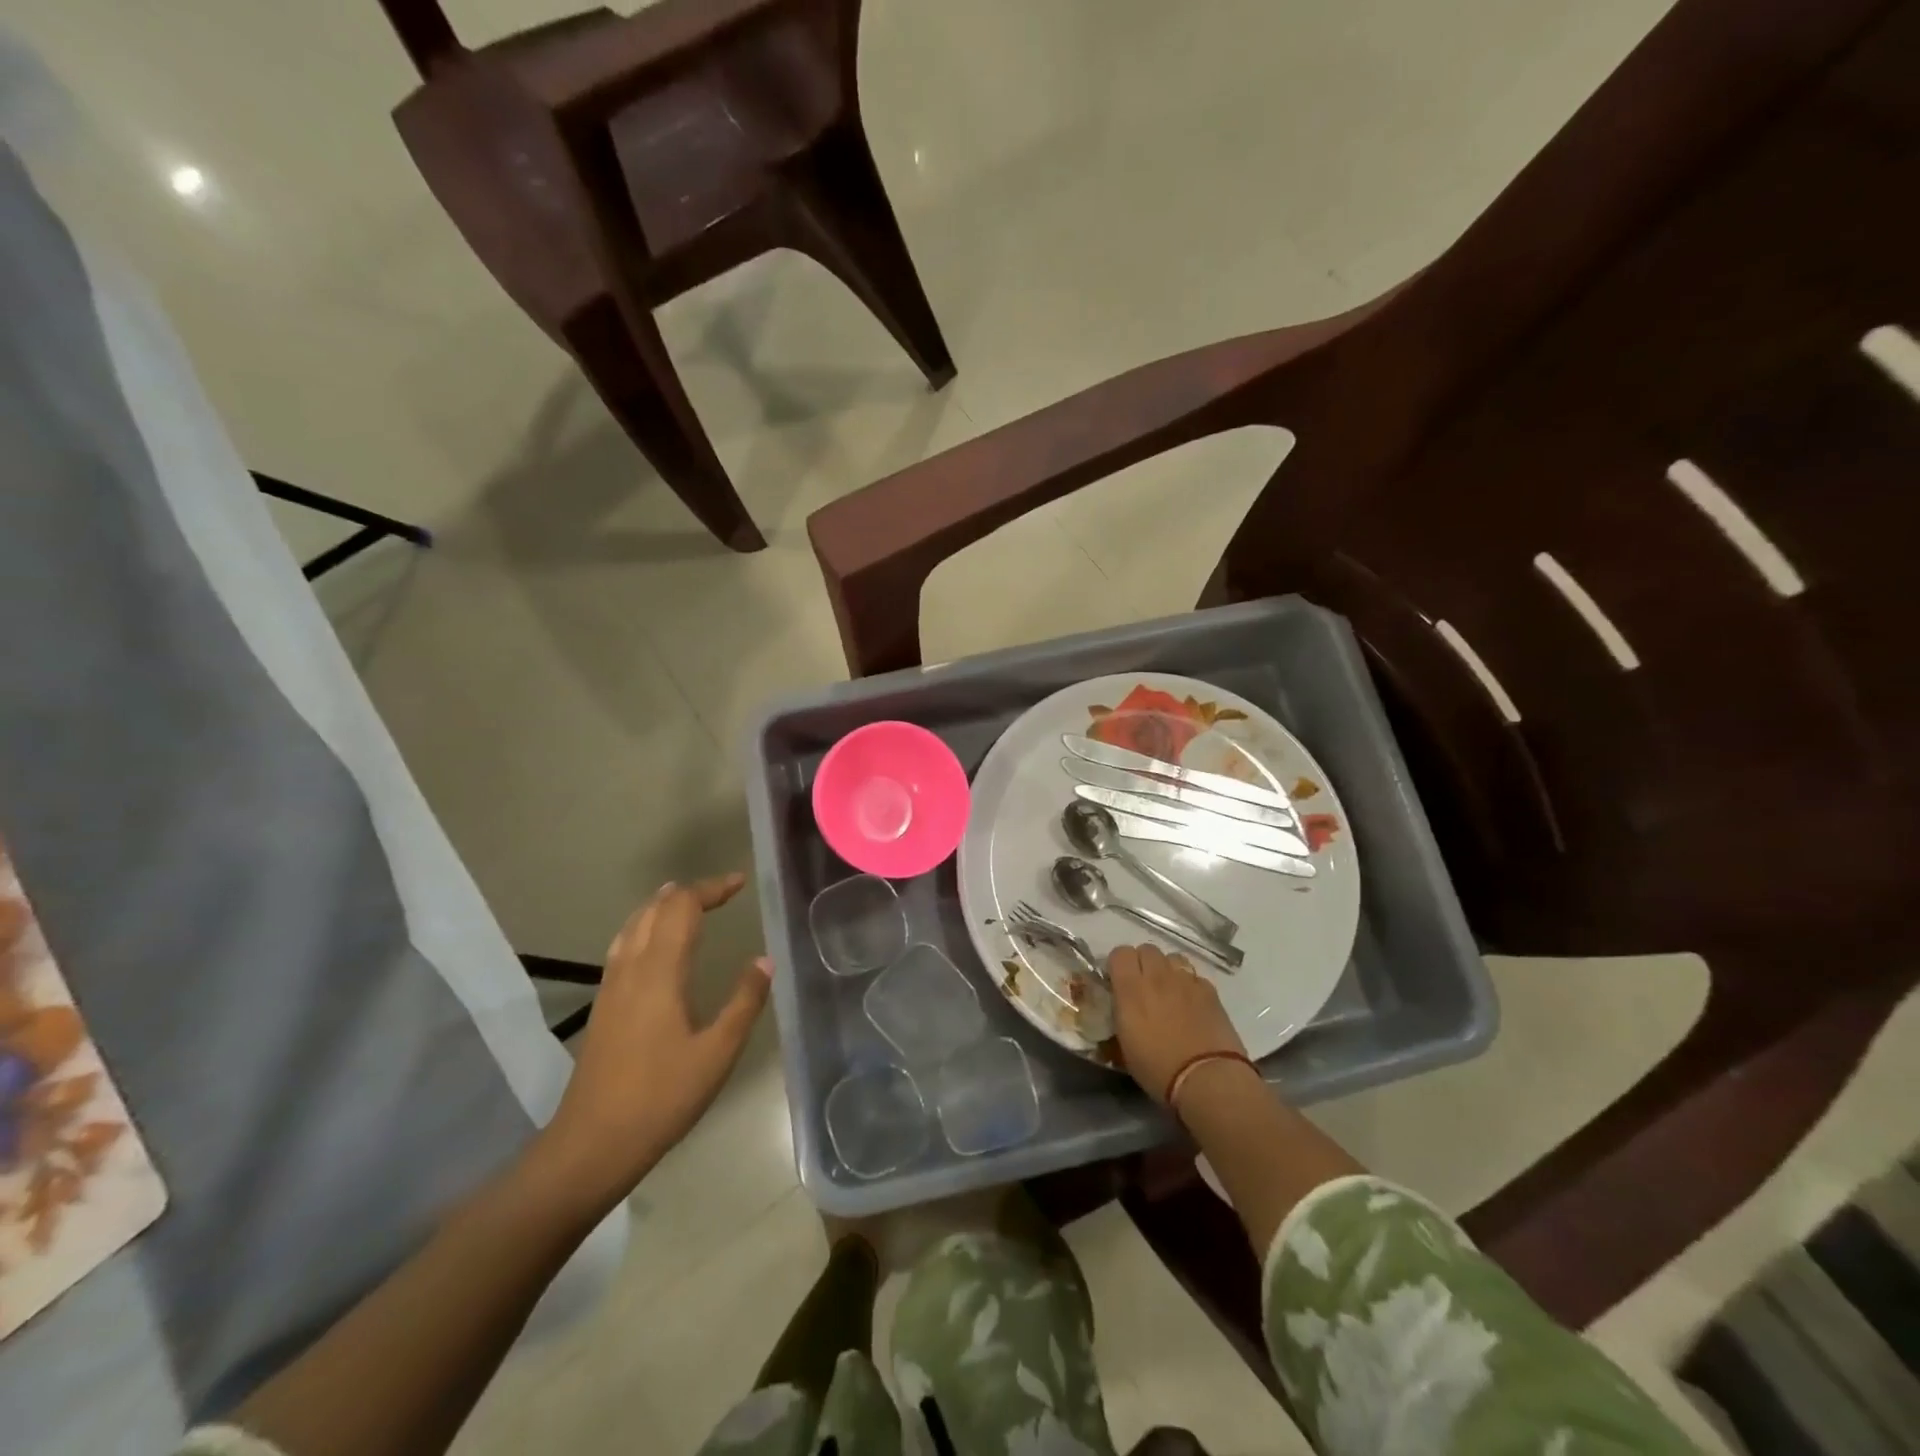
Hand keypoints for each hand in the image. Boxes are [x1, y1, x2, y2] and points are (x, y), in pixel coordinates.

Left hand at [538, 874, 770, 1208]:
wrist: (591, 1144)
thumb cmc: (661, 1098)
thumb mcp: (717, 1053)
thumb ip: (744, 1002)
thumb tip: (764, 960)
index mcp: (660, 972)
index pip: (682, 908)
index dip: (710, 889)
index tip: (739, 883)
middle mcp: (631, 969)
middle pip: (654, 910)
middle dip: (688, 893)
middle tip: (721, 892)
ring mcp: (611, 987)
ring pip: (633, 925)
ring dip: (662, 906)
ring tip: (687, 901)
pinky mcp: (603, 1006)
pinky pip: (624, 946)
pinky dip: (645, 927)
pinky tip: (655, 945)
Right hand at [1107, 943, 1246, 1103]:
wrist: (1207, 1079)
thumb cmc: (1159, 1070)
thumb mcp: (1125, 1047)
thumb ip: (1120, 1017)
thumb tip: (1119, 1009)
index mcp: (1131, 990)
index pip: (1120, 953)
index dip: (1118, 964)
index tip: (1118, 981)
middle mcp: (1157, 977)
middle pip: (1147, 949)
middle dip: (1142, 963)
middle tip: (1143, 986)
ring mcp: (1186, 981)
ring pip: (1172, 957)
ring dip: (1167, 969)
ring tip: (1169, 991)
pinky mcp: (1210, 991)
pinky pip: (1195, 976)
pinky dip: (1190, 985)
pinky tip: (1192, 1004)